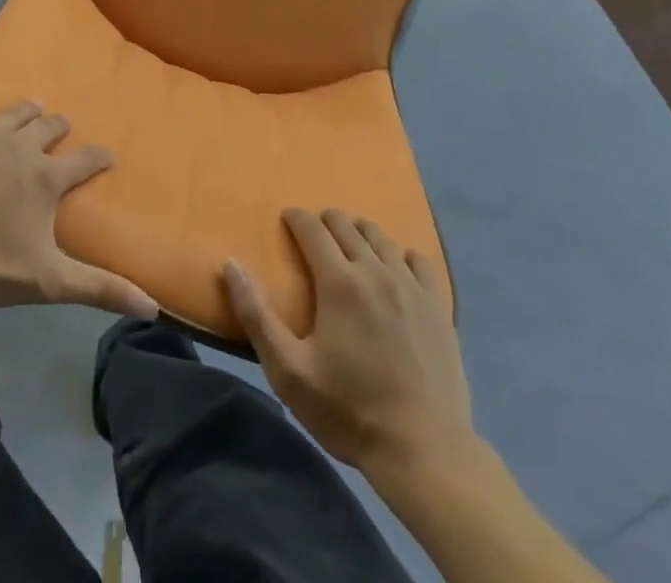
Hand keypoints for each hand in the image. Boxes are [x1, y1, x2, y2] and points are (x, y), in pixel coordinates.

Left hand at [0, 90, 157, 319]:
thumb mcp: (49, 281)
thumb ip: (100, 289)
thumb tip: (152, 307)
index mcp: (46, 177)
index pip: (86, 159)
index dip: (100, 157)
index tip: (108, 156)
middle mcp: (21, 146)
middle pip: (50, 126)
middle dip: (61, 127)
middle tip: (64, 129)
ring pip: (16, 112)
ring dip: (29, 110)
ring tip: (35, 108)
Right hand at [225, 208, 475, 479]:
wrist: (424, 452)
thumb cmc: (348, 410)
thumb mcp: (288, 371)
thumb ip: (256, 315)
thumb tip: (231, 264)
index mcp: (338, 282)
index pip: (312, 228)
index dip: (296, 218)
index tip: (287, 219)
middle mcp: (375, 272)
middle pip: (347, 225)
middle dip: (326, 222)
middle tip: (314, 236)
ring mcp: (412, 288)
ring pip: (382, 238)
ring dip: (361, 234)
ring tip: (351, 247)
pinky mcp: (439, 308)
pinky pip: (421, 262)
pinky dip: (403, 256)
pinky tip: (398, 270)